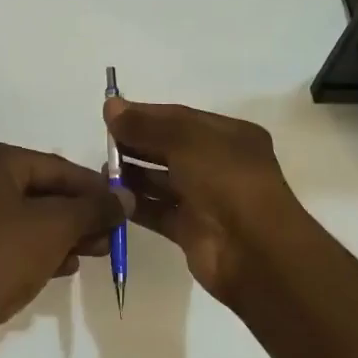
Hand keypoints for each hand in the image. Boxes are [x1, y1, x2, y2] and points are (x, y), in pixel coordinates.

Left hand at [0, 141, 132, 354]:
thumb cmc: (2, 255)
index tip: (123, 205)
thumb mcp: (56, 227)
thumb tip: (126, 197)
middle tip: (112, 234)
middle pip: (42, 191)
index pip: (56, 166)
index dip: (94, 187)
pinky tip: (66, 266)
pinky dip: (38, 247)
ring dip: (64, 233)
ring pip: (27, 216)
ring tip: (98, 252)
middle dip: (80, 215)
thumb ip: (94, 208)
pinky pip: (9, 237)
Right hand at [104, 98, 310, 303]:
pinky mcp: (191, 230)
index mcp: (230, 136)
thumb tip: (111, 107)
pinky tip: (111, 196)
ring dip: (134, 174)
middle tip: (104, 143)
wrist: (253, 251)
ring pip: (163, 180)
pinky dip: (136, 204)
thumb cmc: (226, 181)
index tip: (111, 115)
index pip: (181, 118)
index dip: (146, 115)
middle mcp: (220, 165)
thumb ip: (147, 124)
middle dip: (138, 143)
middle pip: (170, 148)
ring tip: (104, 170)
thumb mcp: (187, 141)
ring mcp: (206, 200)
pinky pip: (159, 211)